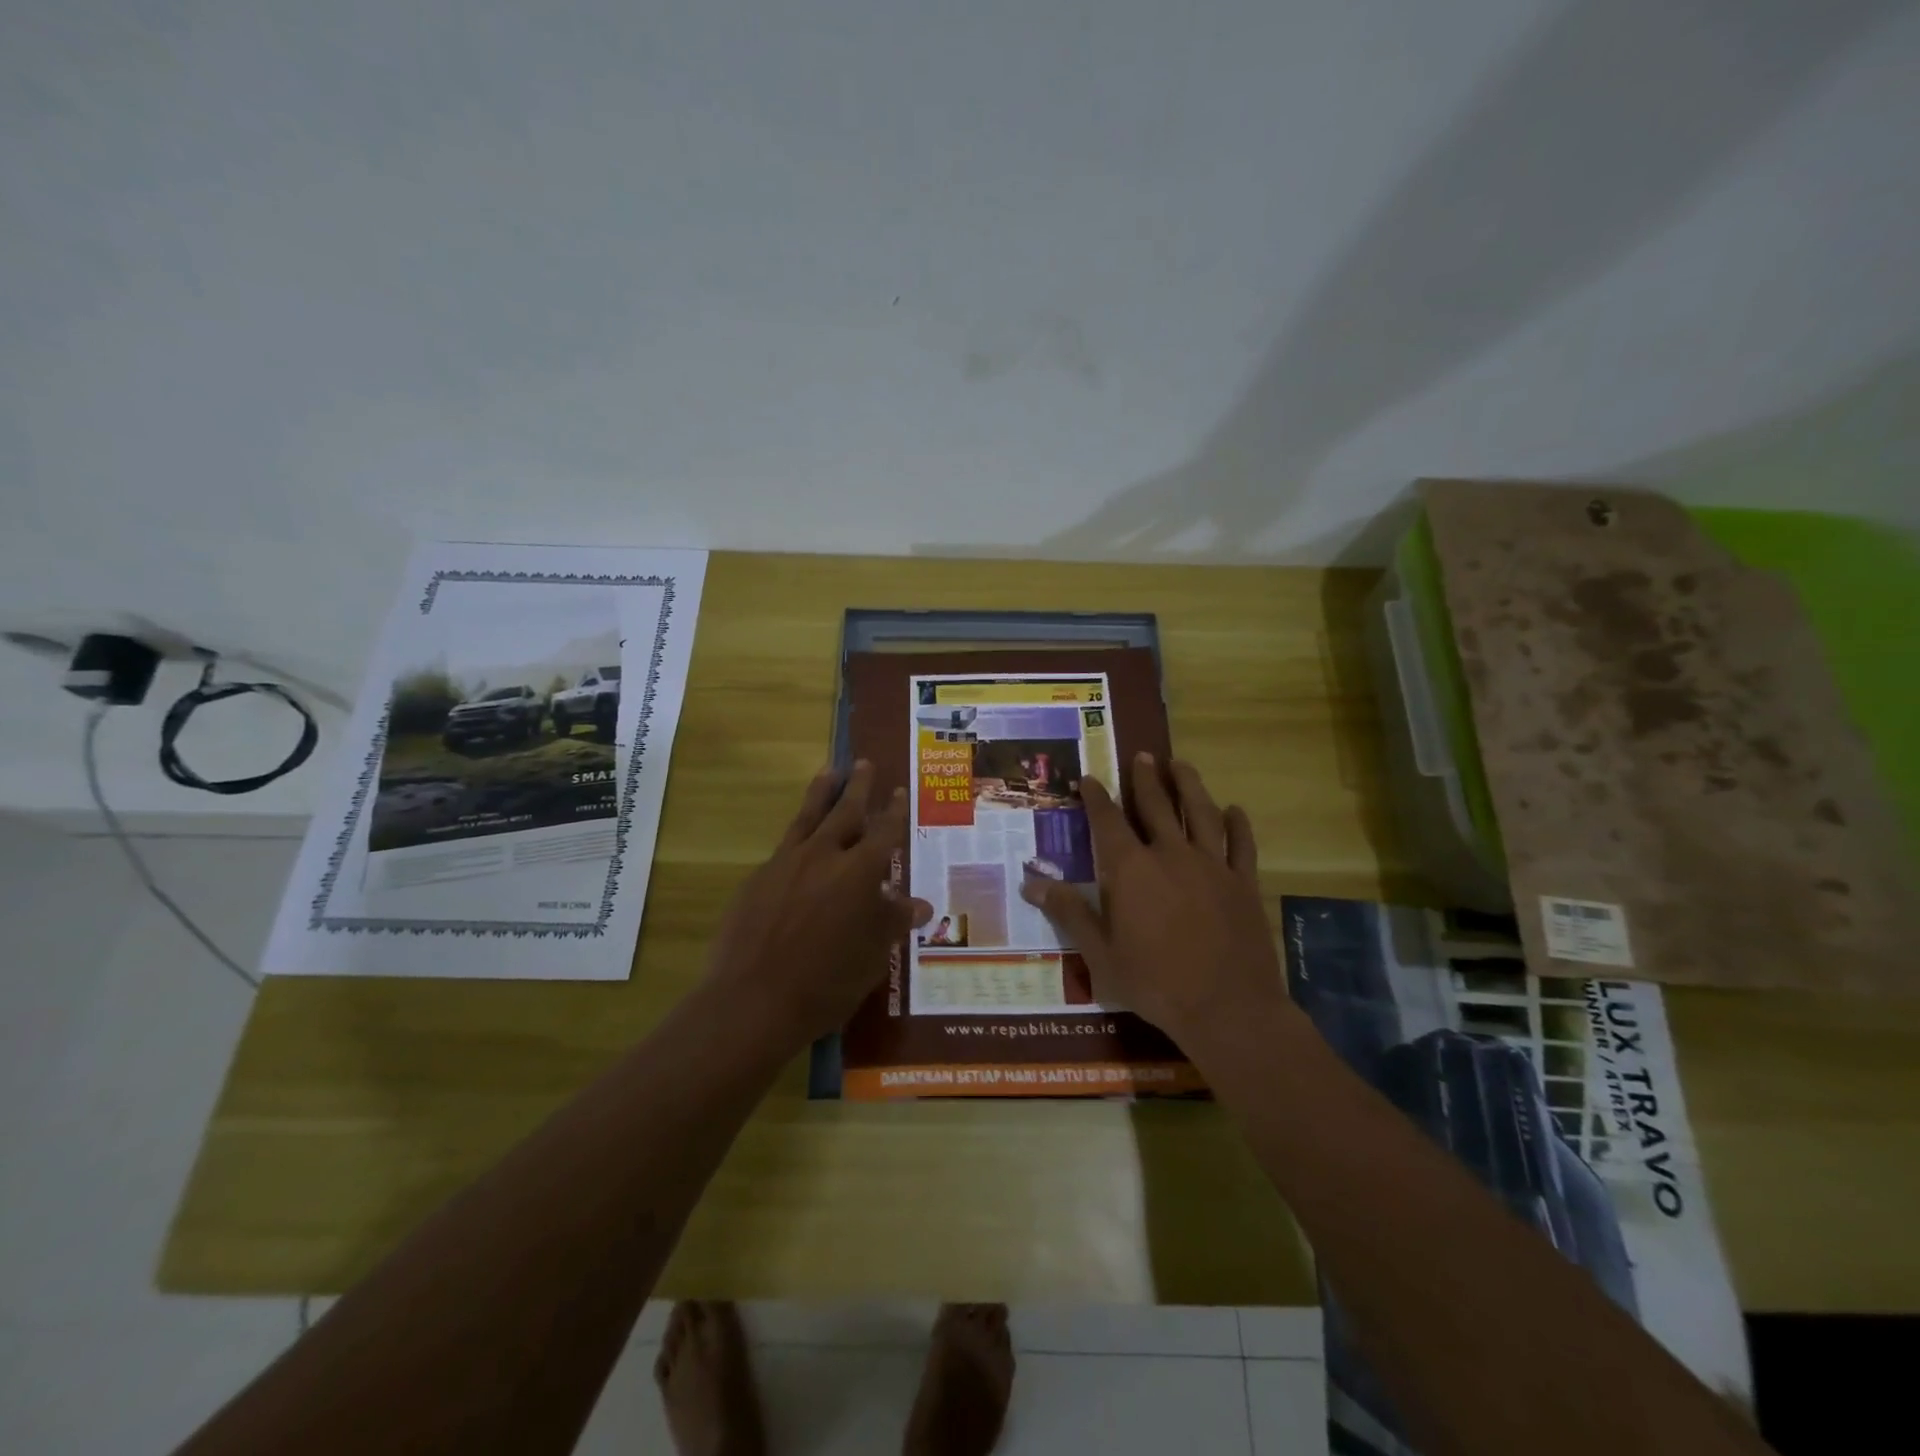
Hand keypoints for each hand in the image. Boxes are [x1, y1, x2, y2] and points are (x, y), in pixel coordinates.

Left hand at [704, 761, 931, 1050]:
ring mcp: (786, 863)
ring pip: (807, 817)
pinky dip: (797, 837)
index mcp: (859, 871)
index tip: (900, 790)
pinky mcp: (758, 878)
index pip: (884, 831)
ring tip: (828, 771)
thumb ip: (893, 922)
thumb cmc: (826, 981)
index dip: (894, 810)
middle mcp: (824, 855)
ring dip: (821, 792)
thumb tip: (921, 905)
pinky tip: (799, 843)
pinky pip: (784, 847)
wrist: (752, 999)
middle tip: (863, 763)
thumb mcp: (872, 955)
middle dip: (858, 785)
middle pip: (845, 810)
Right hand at [1019, 753, 1282, 1047]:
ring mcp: (1211, 865)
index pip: (1108, 821)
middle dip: (1145, 778)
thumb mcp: (1100, 954)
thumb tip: (1031, 884)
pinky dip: (1238, 824)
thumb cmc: (1155, 983)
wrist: (1228, 1008)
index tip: (1089, 777)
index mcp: (1131, 870)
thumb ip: (1069, 913)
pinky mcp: (1243, 883)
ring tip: (1181, 764)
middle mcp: (1170, 855)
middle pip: (1156, 805)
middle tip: (1142, 755)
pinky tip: (1235, 809)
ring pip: (1200, 812)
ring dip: (1189, 785)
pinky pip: (1241, 844)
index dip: (1097, 797)